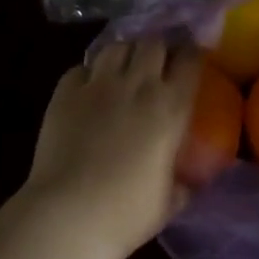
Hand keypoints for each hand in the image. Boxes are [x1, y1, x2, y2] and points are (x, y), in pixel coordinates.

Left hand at [20, 39, 198, 258]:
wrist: (68, 215)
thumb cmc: (127, 213)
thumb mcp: (170, 201)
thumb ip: (183, 184)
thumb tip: (190, 182)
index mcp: (171, 108)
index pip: (190, 60)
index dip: (193, 54)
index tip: (193, 58)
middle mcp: (138, 86)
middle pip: (152, 43)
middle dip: (158, 48)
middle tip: (157, 63)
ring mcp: (98, 86)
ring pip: (116, 46)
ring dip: (124, 53)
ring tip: (124, 68)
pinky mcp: (64, 93)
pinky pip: (81, 68)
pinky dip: (88, 73)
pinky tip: (89, 88)